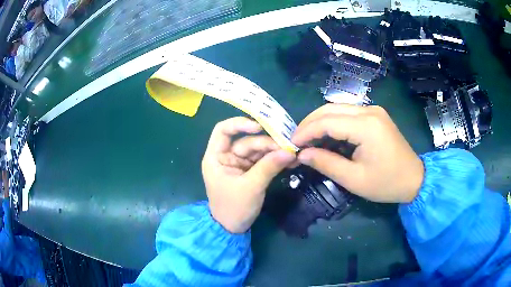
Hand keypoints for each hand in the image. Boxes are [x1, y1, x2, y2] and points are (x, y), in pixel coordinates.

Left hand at [202, 117, 295, 232]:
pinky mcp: (250, 171)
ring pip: (257, 150)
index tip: (259, 127)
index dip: (239, 124)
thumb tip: (289, 151)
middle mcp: (227, 157)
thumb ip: (269, 167)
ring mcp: (239, 164)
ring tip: (292, 153)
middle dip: (266, 144)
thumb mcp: (251, 187)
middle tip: (287, 147)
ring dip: (274, 151)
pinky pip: (263, 161)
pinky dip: (274, 160)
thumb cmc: (234, 208)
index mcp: (216, 157)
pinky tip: (289, 160)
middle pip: (246, 141)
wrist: (233, 228)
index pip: (223, 130)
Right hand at [291, 104, 423, 202]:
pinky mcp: (375, 115)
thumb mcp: (354, 179)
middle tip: (296, 141)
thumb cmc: (386, 183)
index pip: (326, 121)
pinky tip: (327, 136)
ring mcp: (374, 111)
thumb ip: (326, 164)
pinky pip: (348, 113)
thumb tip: (303, 154)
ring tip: (308, 139)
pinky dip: (333, 123)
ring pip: (337, 108)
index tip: (291, 144)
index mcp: (366, 126)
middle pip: (330, 109)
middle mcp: (369, 111)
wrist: (414, 179)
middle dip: (309, 123)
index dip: (305, 132)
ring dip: (320, 122)